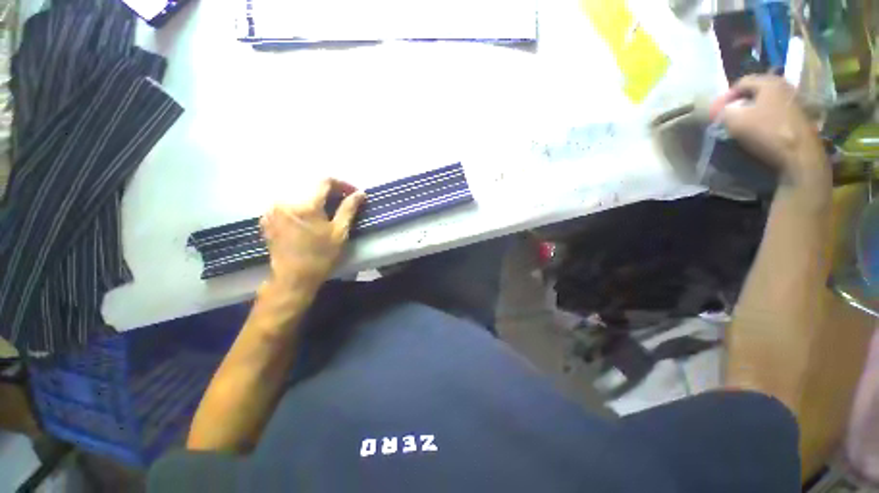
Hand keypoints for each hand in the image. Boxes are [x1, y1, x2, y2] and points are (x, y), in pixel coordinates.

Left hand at [260, 179, 365, 290]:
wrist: (293, 278)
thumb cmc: (321, 256)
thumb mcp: (340, 233)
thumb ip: (349, 209)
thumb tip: (360, 193)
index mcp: (306, 205)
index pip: (325, 181)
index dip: (342, 184)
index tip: (353, 193)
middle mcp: (286, 202)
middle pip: (312, 188)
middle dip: (330, 193)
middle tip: (343, 204)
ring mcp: (273, 210)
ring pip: (300, 196)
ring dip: (316, 200)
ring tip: (328, 213)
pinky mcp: (267, 219)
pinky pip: (288, 205)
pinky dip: (302, 207)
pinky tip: (310, 220)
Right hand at [712, 75, 829, 191]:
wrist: (799, 155)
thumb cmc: (766, 132)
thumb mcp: (735, 120)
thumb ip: (724, 111)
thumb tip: (724, 111)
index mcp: (769, 82)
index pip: (741, 82)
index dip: (727, 96)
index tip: (718, 111)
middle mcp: (784, 86)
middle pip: (756, 91)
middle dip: (741, 103)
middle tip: (730, 117)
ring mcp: (794, 101)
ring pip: (767, 102)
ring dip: (754, 111)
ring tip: (744, 124)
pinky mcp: (799, 117)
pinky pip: (776, 112)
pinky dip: (765, 118)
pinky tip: (760, 130)